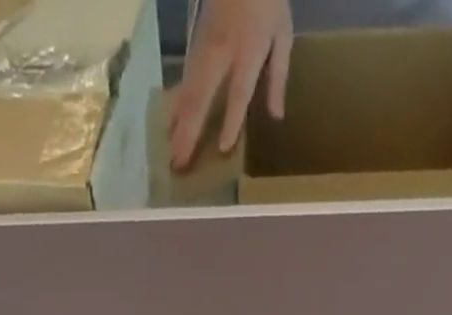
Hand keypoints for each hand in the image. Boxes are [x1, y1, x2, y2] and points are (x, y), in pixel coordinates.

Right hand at [168, 0, 292, 169]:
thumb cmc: (266, 1)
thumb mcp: (282, 34)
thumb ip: (278, 76)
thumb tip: (276, 116)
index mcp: (249, 50)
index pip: (239, 91)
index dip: (232, 120)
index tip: (224, 147)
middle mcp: (222, 53)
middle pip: (202, 97)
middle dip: (190, 132)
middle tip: (179, 163)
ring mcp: (204, 48)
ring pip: (188, 91)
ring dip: (178, 124)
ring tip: (170, 152)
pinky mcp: (195, 46)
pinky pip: (184, 81)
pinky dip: (176, 105)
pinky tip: (169, 124)